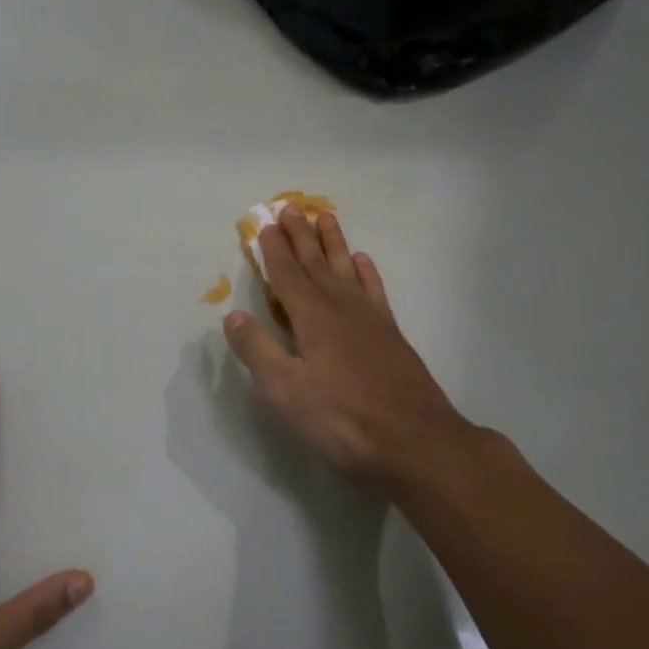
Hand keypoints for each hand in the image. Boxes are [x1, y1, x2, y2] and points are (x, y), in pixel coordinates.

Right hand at [224, 208, 484, 490]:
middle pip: (316, 264)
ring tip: (324, 218)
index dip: (274, 251)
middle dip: (300, 236)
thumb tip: (232, 316)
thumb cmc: (343, 420)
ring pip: (346, 270)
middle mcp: (341, 308)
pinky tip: (362, 262)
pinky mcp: (391, 335)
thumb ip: (258, 351)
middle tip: (290, 207)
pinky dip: (366, 273)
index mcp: (312, 319)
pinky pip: (374, 291)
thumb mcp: (286, 392)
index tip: (266, 224)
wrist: (416, 442)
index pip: (287, 276)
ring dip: (333, 244)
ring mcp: (371, 320)